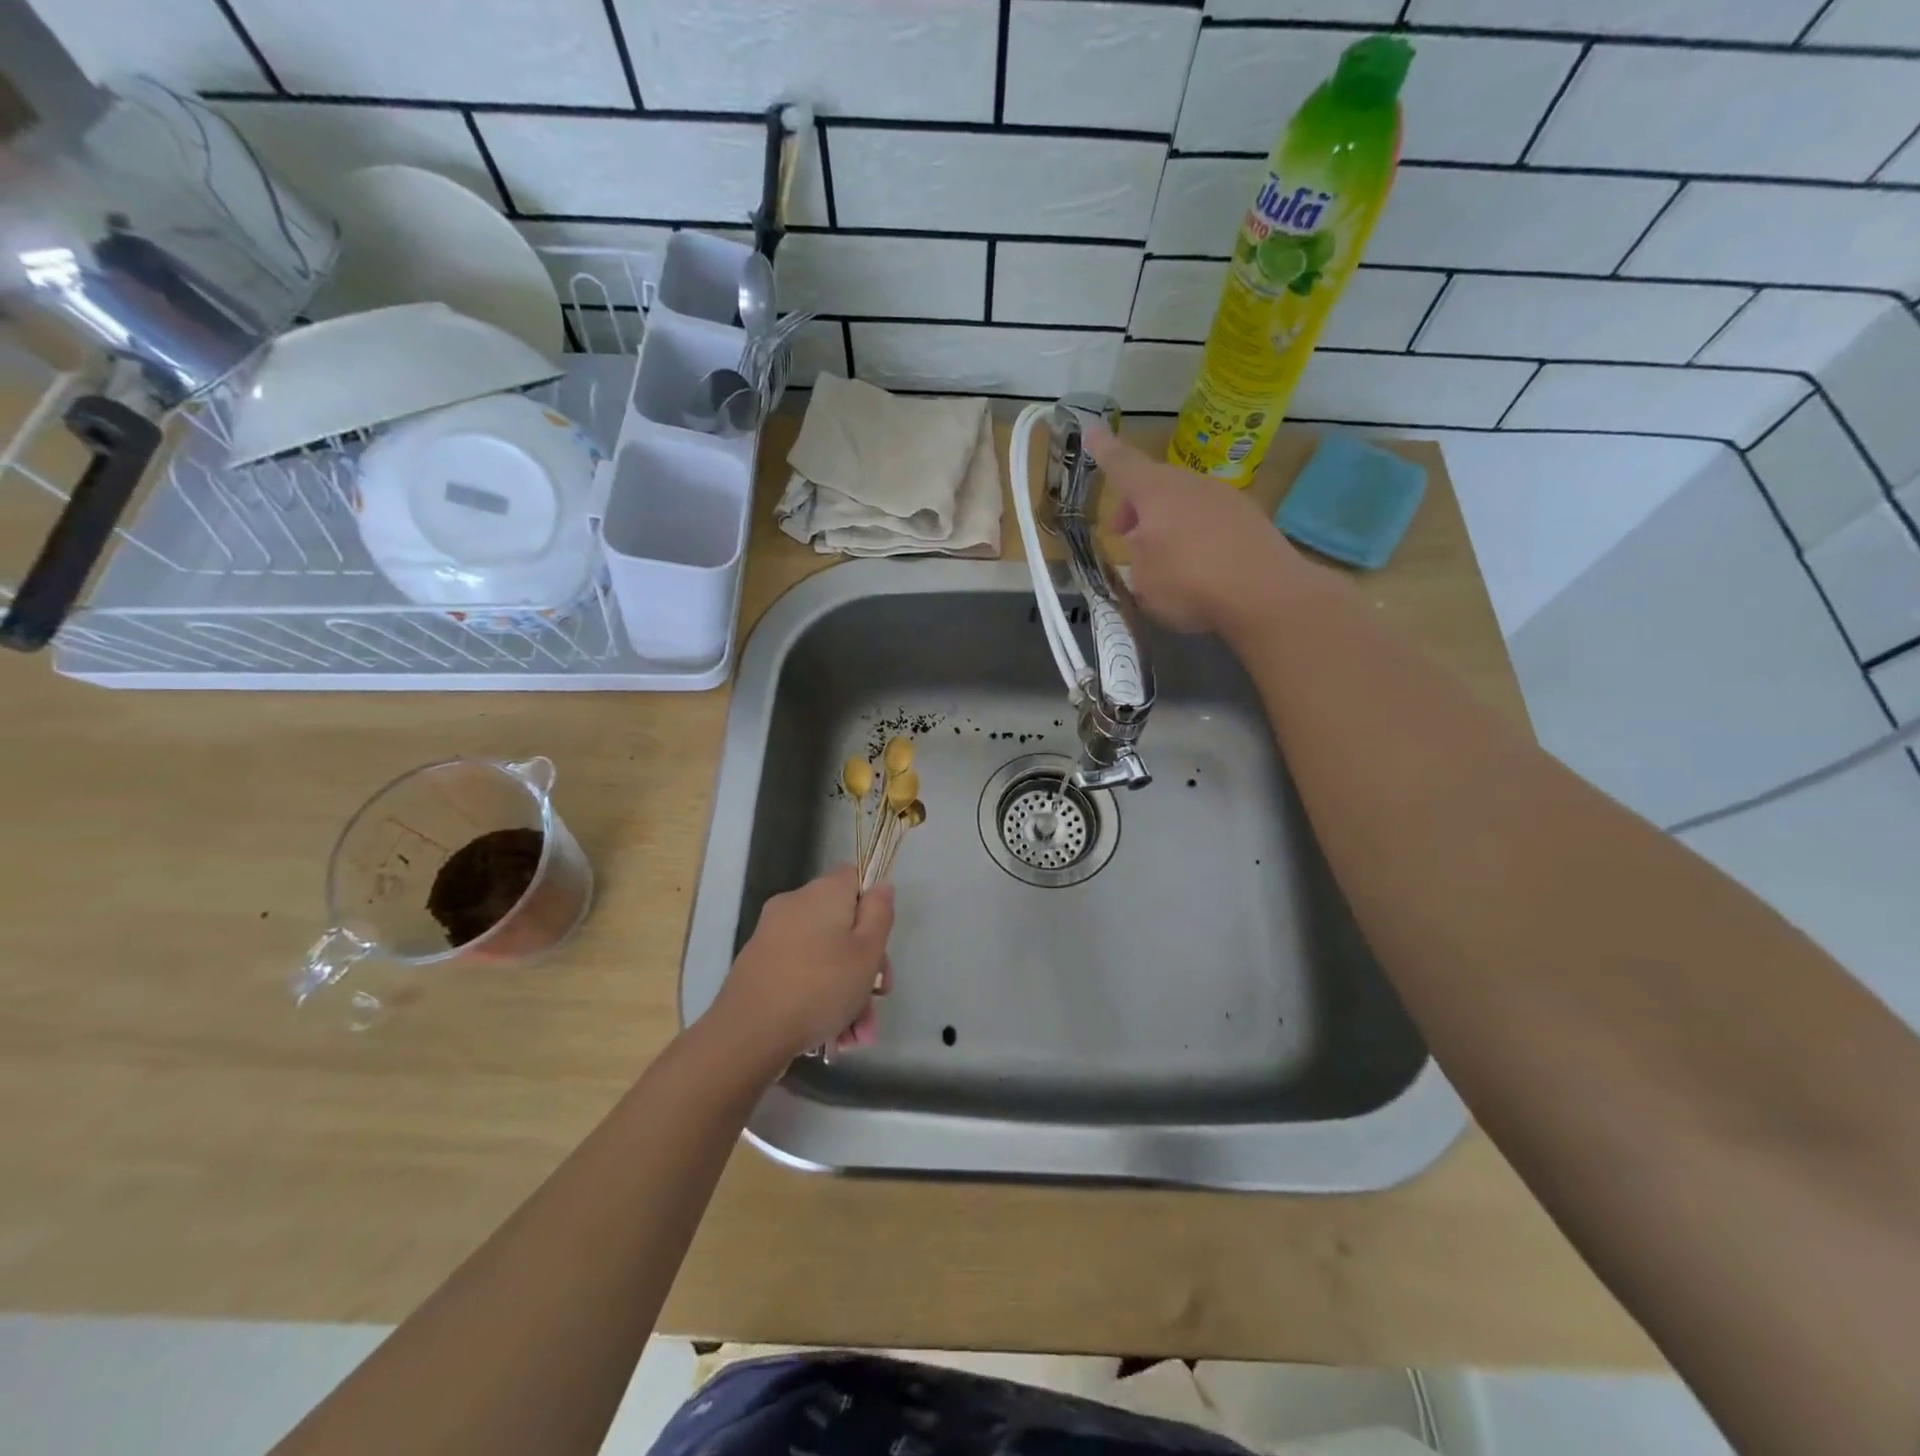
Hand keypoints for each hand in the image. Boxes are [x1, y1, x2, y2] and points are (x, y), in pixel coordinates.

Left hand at [712, 866, 893, 1063]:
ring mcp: (772, 935)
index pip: (854, 878)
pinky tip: (833, 1035)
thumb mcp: (867, 951)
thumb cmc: (821, 986)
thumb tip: (881, 886)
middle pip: (842, 923)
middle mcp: (795, 905)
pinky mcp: (758, 965)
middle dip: (864, 965)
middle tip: (876, 1000)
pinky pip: (800, 972)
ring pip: (824, 955)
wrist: (749, 1032)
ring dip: (846, 991)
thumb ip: (880, 913)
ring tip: (857, 1034)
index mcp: (823, 892)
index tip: (879, 943)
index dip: (873, 907)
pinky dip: (818, 996)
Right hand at [1087, 427, 1300, 636]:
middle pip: (1155, 485)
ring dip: (1167, 522)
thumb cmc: (1189, 583)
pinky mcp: (1250, 518)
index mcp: (1156, 493)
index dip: (1104, 451)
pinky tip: (1199, 565)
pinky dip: (1196, 535)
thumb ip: (1137, 558)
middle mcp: (1190, 485)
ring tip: (1163, 557)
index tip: (1092, 431)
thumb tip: (1145, 548)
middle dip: (1136, 507)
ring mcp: (1225, 498)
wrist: (1265, 593)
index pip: (1123, 465)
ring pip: (1184, 501)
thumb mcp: (1143, 581)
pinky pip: (1210, 519)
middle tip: (1124, 535)